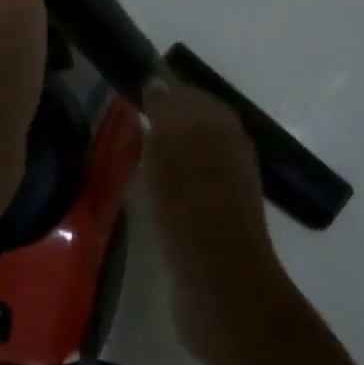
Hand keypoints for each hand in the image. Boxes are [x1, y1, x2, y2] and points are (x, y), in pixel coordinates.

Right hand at [143, 83, 284, 364]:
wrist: (220, 282)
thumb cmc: (191, 202)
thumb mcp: (172, 144)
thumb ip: (166, 109)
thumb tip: (158, 82)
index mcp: (223, 126)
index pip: (192, 96)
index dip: (166, 92)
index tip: (137, 94)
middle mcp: (231, 151)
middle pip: (195, 126)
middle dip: (168, 123)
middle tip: (131, 123)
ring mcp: (227, 190)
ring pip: (193, 158)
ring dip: (169, 155)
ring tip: (135, 156)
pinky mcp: (216, 224)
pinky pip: (189, 190)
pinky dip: (171, 186)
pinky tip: (151, 193)